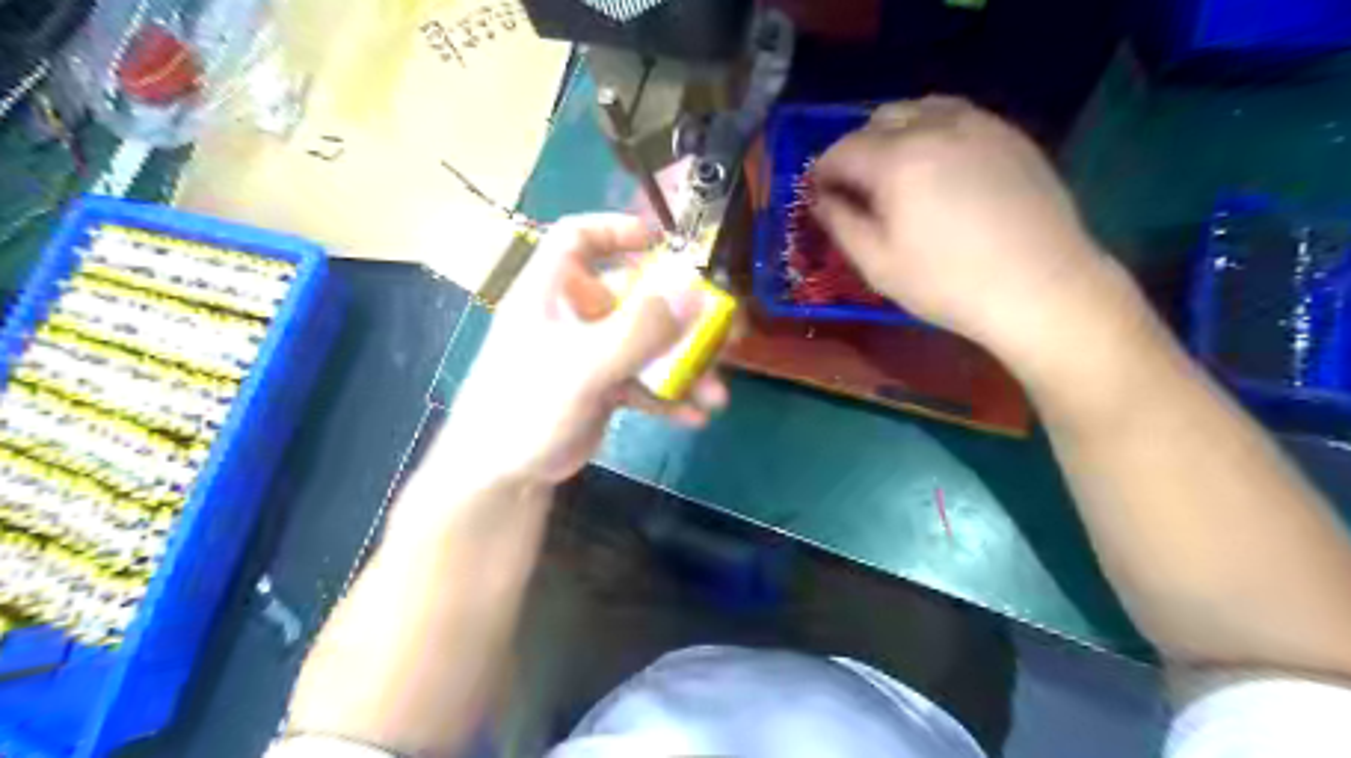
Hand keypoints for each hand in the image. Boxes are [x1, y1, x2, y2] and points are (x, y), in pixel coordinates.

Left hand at [447, 213, 728, 483]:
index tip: (662, 243)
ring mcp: (589, 354)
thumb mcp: (583, 366)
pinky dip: (668, 396)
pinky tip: (694, 417)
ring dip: (684, 367)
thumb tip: (694, 291)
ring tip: (716, 394)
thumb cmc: (526, 407)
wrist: (501, 475)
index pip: (577, 238)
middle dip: (681, 316)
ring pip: (646, 344)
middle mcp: (573, 316)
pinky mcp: (601, 388)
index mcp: (552, 293)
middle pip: (633, 296)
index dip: (617, 230)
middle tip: (726, 331)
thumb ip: (638, 329)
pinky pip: (643, 381)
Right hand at [811, 97, 1118, 357]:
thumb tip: (819, 200)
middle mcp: (935, 126)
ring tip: (895, 171)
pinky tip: (939, 168)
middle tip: (856, 188)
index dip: (820, 173)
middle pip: (878, 120)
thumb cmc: (947, 284)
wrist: (1041, 287)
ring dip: (894, 133)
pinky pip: (957, 116)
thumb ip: (839, 224)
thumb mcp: (877, 265)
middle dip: (856, 150)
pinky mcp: (1009, 134)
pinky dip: (933, 132)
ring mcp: (979, 124)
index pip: (840, 150)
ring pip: (919, 109)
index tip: (817, 196)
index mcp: (896, 160)